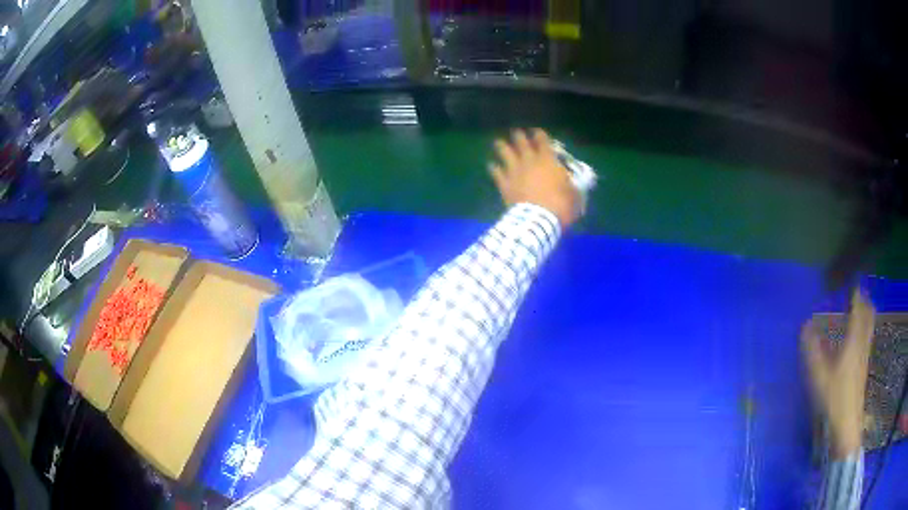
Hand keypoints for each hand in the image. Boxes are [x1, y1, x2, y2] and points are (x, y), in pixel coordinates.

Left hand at [489, 129, 580, 228]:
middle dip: (519, 136)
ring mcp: (514, 171)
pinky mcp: (504, 183)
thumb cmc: (560, 206)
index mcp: (547, 160)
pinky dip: (494, 168)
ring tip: (499, 143)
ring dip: (502, 146)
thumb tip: (572, 183)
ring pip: (505, 152)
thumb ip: (571, 184)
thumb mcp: (574, 194)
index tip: (537, 132)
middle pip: (521, 142)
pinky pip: (496, 172)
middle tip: (517, 132)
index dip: (539, 134)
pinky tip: (492, 165)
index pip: (542, 140)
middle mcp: (529, 161)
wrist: (538, 220)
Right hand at [802, 289, 874, 458]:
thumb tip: (805, 326)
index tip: (851, 282)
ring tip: (859, 311)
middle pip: (868, 316)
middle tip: (857, 294)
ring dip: (865, 315)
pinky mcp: (863, 368)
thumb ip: (812, 351)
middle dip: (864, 302)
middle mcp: (862, 344)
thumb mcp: (819, 377)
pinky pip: (867, 339)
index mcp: (854, 341)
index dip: (856, 294)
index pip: (858, 309)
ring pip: (869, 327)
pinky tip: (857, 338)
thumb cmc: (834, 399)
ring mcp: (864, 357)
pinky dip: (864, 330)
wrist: (847, 425)